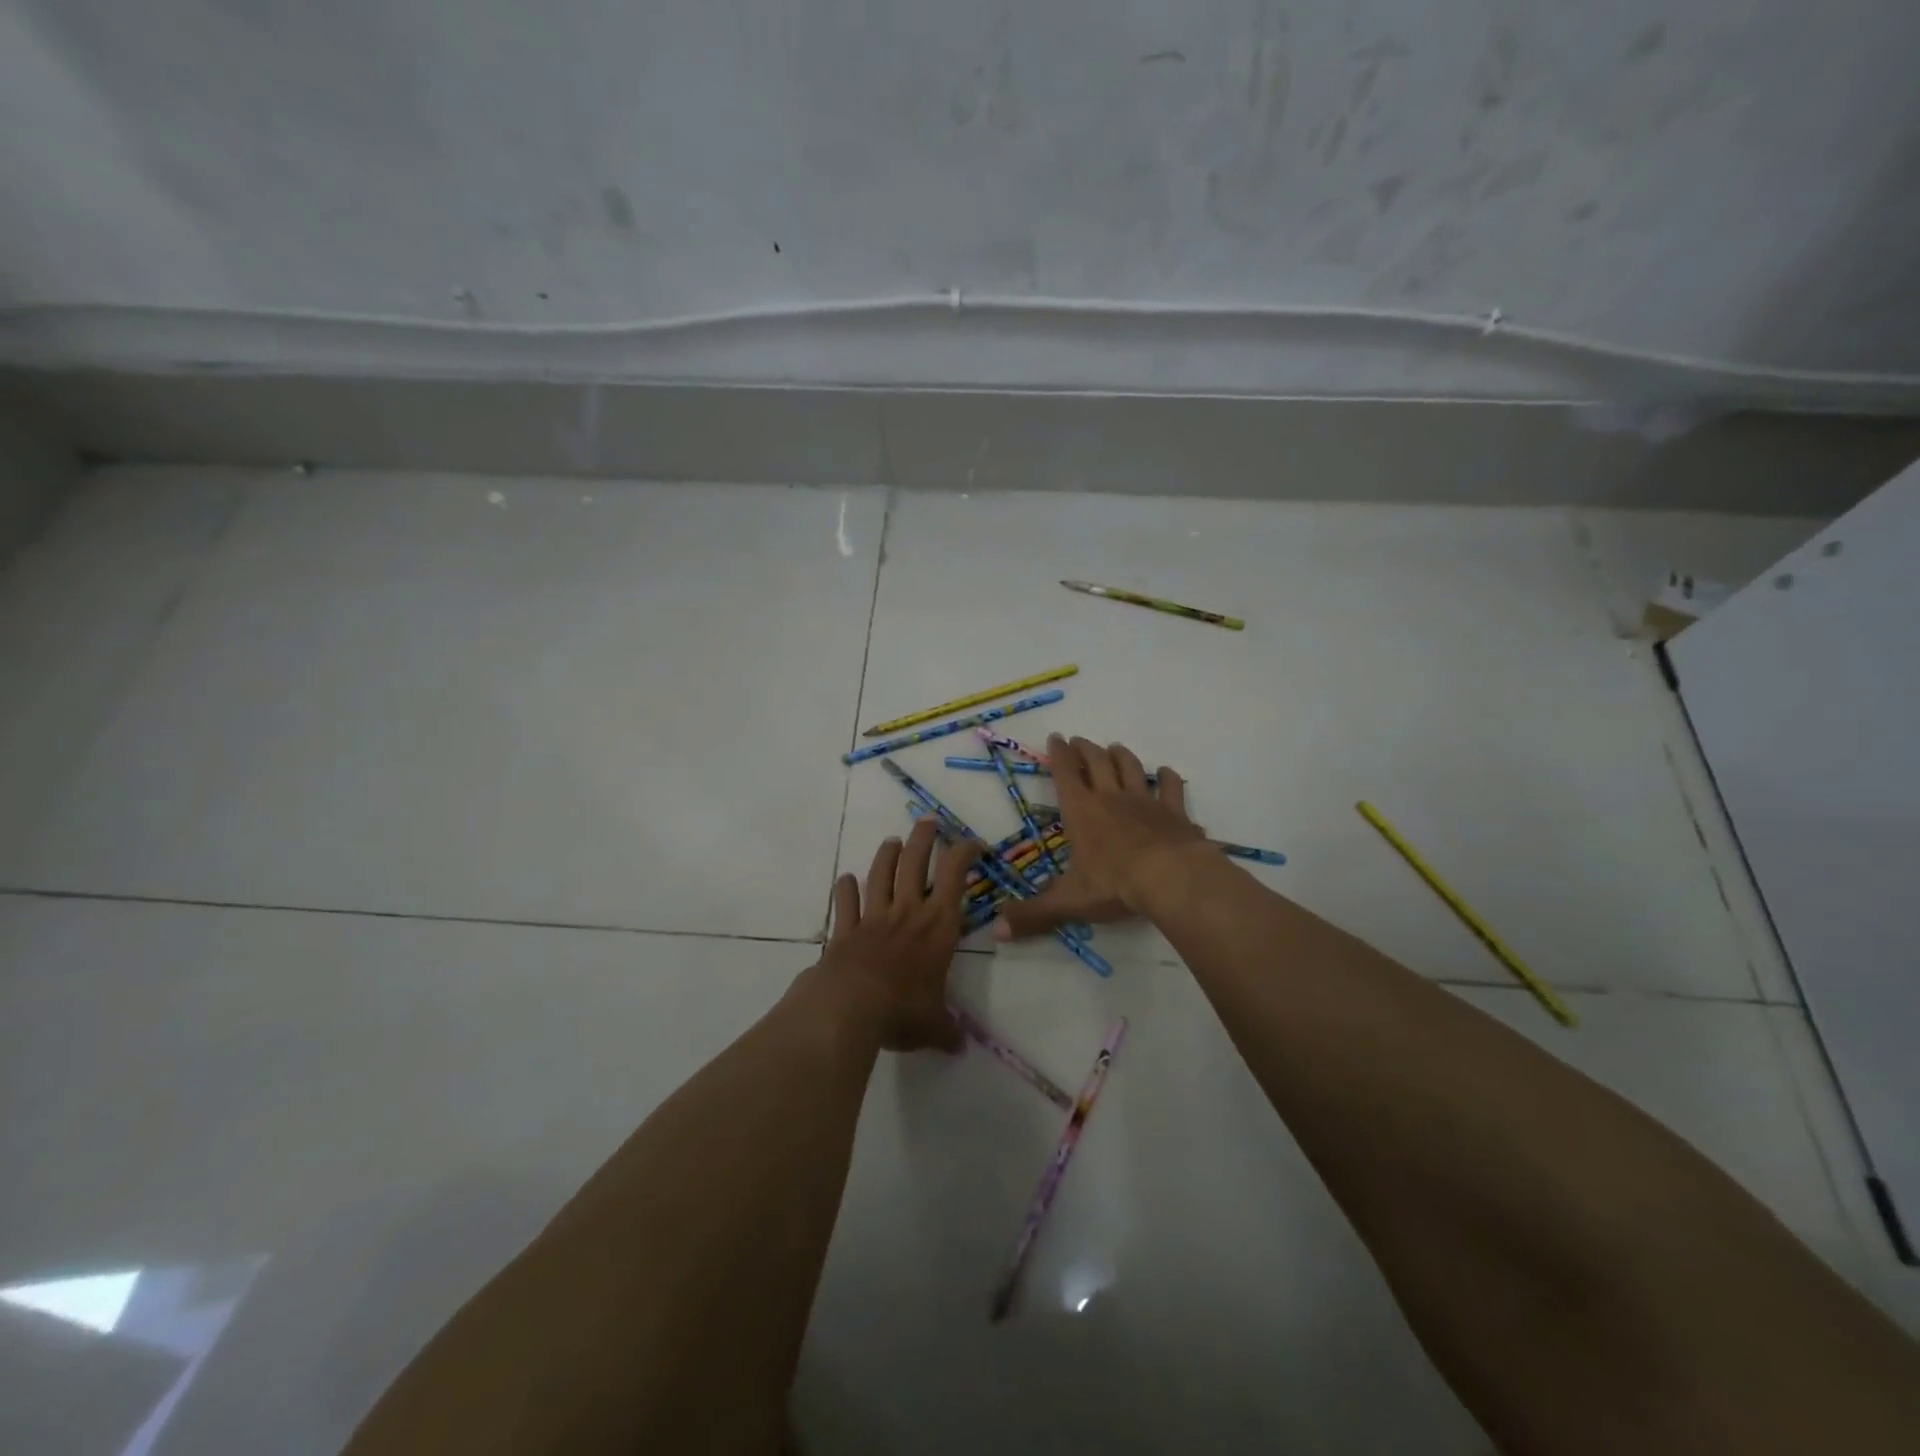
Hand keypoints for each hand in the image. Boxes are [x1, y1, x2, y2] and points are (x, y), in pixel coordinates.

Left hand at [805, 819, 981, 1052]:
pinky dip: (845, 888)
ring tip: (892, 841)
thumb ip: (947, 1031)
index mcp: (937, 926)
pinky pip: (845, 902)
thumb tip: (959, 1046)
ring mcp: (873, 917)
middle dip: (924, 838)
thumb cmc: (901, 1011)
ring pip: (881, 873)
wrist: (849, 1008)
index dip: (964, 852)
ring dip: (887, 854)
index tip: (972, 843)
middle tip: (928, 821)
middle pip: (915, 861)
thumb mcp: (933, 1026)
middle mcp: (907, 912)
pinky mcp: (844, 929)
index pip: (955, 876)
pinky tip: (846, 879)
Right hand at [994, 735, 1207, 941]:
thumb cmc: (1114, 885)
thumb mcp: (1068, 902)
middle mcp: (1110, 798)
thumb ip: (1033, 915)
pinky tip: (1166, 773)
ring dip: (1121, 756)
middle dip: (1086, 749)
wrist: (1171, 878)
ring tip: (1115, 747)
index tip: (1056, 738)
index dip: (1058, 754)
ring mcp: (1145, 801)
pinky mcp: (1173, 812)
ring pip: (1131, 768)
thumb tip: (995, 932)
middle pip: (1097, 762)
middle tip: (1080, 740)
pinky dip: (1167, 778)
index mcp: (1081, 811)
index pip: (1065, 774)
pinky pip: (1170, 787)